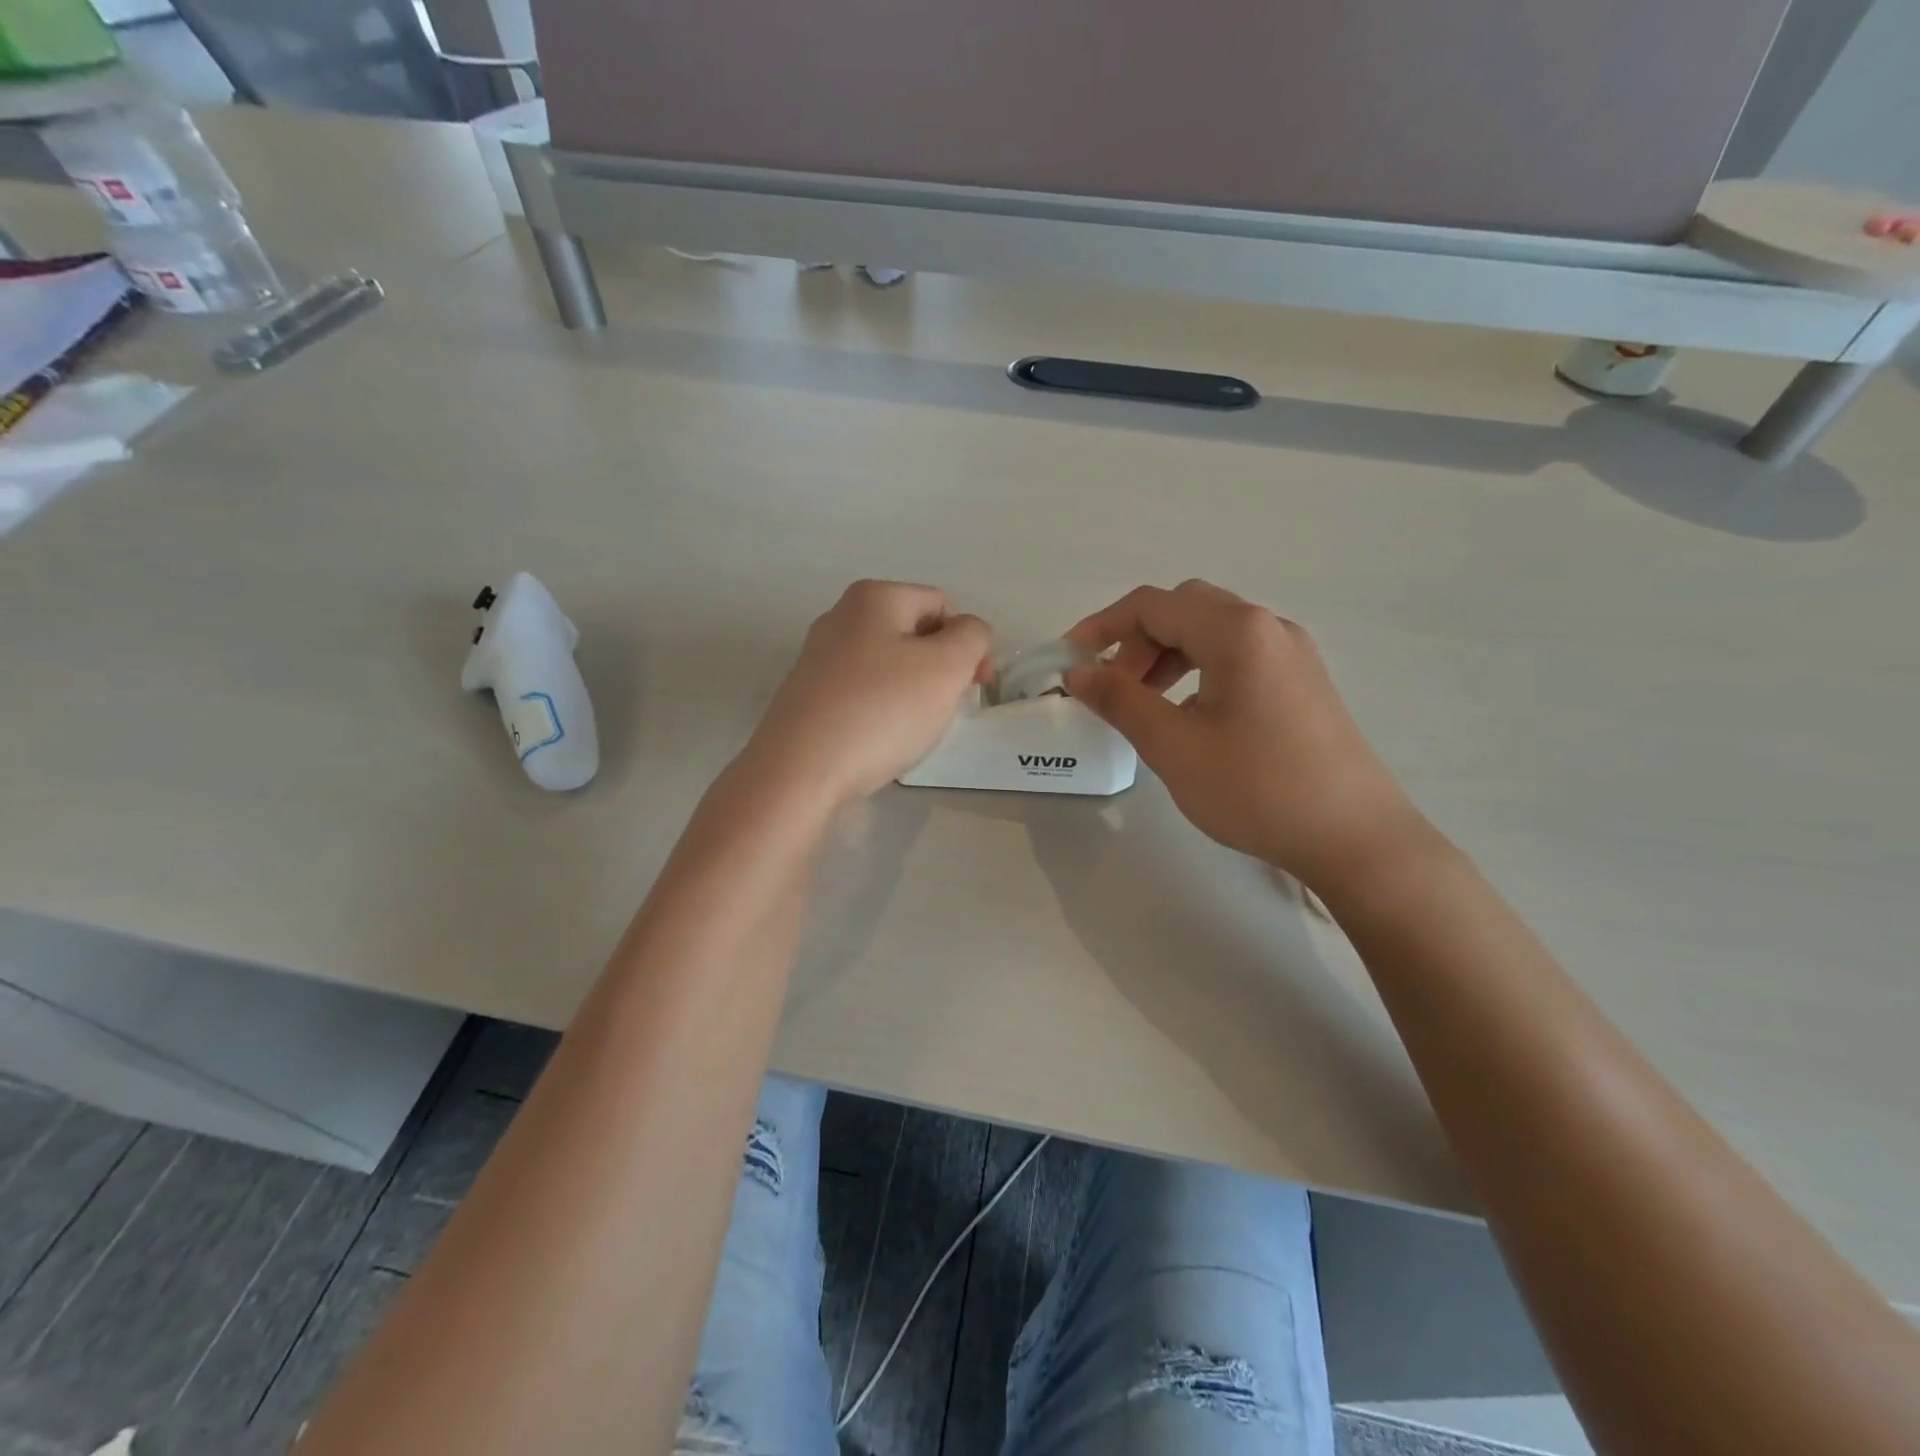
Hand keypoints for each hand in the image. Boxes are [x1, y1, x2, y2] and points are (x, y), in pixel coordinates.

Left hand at [742, 580, 990, 810]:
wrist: (800, 771)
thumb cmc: (882, 711)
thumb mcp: (946, 667)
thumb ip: (972, 637)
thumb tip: (967, 633)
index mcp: (873, 597)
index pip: (942, 605)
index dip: (968, 643)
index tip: (975, 687)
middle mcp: (840, 617)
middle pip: (914, 634)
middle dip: (940, 669)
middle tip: (945, 709)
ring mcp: (819, 658)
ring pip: (890, 667)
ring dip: (913, 694)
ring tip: (912, 729)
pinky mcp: (809, 696)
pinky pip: (863, 694)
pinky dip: (882, 712)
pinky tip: (881, 740)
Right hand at [1065, 580, 1428, 891]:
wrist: (1354, 837)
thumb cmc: (1257, 788)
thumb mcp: (1173, 746)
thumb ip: (1120, 700)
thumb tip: (1079, 673)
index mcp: (1236, 631)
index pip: (1152, 605)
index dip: (1101, 627)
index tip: (1069, 661)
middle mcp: (1268, 627)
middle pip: (1185, 610)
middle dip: (1137, 641)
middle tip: (1113, 688)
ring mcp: (1292, 654)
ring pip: (1212, 633)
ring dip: (1168, 656)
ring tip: (1145, 704)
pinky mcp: (1303, 682)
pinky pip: (1238, 657)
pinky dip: (1199, 671)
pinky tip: (1191, 718)